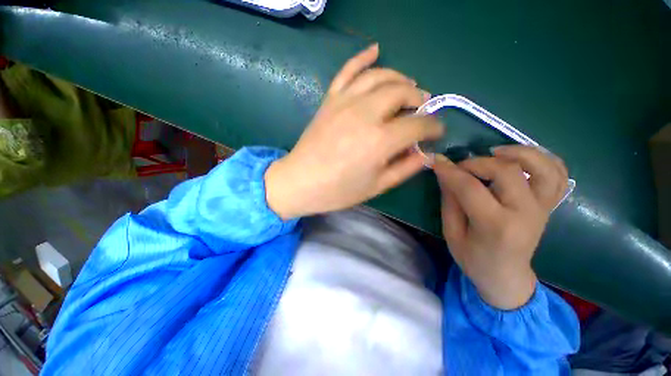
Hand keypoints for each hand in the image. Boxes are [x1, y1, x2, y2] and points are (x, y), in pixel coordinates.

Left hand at [265, 44, 441, 218]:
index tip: (437, 132)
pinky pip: (348, 70)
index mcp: (380, 141)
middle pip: (403, 92)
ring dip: (400, 78)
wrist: (300, 182)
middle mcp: (366, 114)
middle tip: (423, 109)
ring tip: (409, 86)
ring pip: (380, 76)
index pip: (419, 125)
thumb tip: (427, 153)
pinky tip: (376, 50)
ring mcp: (345, 103)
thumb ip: (405, 168)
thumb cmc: (339, 190)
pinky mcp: (330, 100)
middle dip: (420, 99)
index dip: (434, 127)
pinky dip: (363, 57)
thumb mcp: (377, 186)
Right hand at [433, 145, 568, 309]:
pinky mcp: (549, 205)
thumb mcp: (452, 233)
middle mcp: (524, 213)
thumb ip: (449, 201)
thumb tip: (444, 173)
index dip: (449, 171)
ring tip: (495, 153)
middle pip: (507, 171)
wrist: (506, 276)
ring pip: (542, 167)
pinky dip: (543, 158)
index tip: (436, 161)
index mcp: (495, 226)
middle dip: (477, 162)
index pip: (470, 188)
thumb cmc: (473, 258)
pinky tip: (522, 158)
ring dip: (518, 152)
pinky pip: (558, 174)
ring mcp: (542, 208)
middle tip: (460, 166)